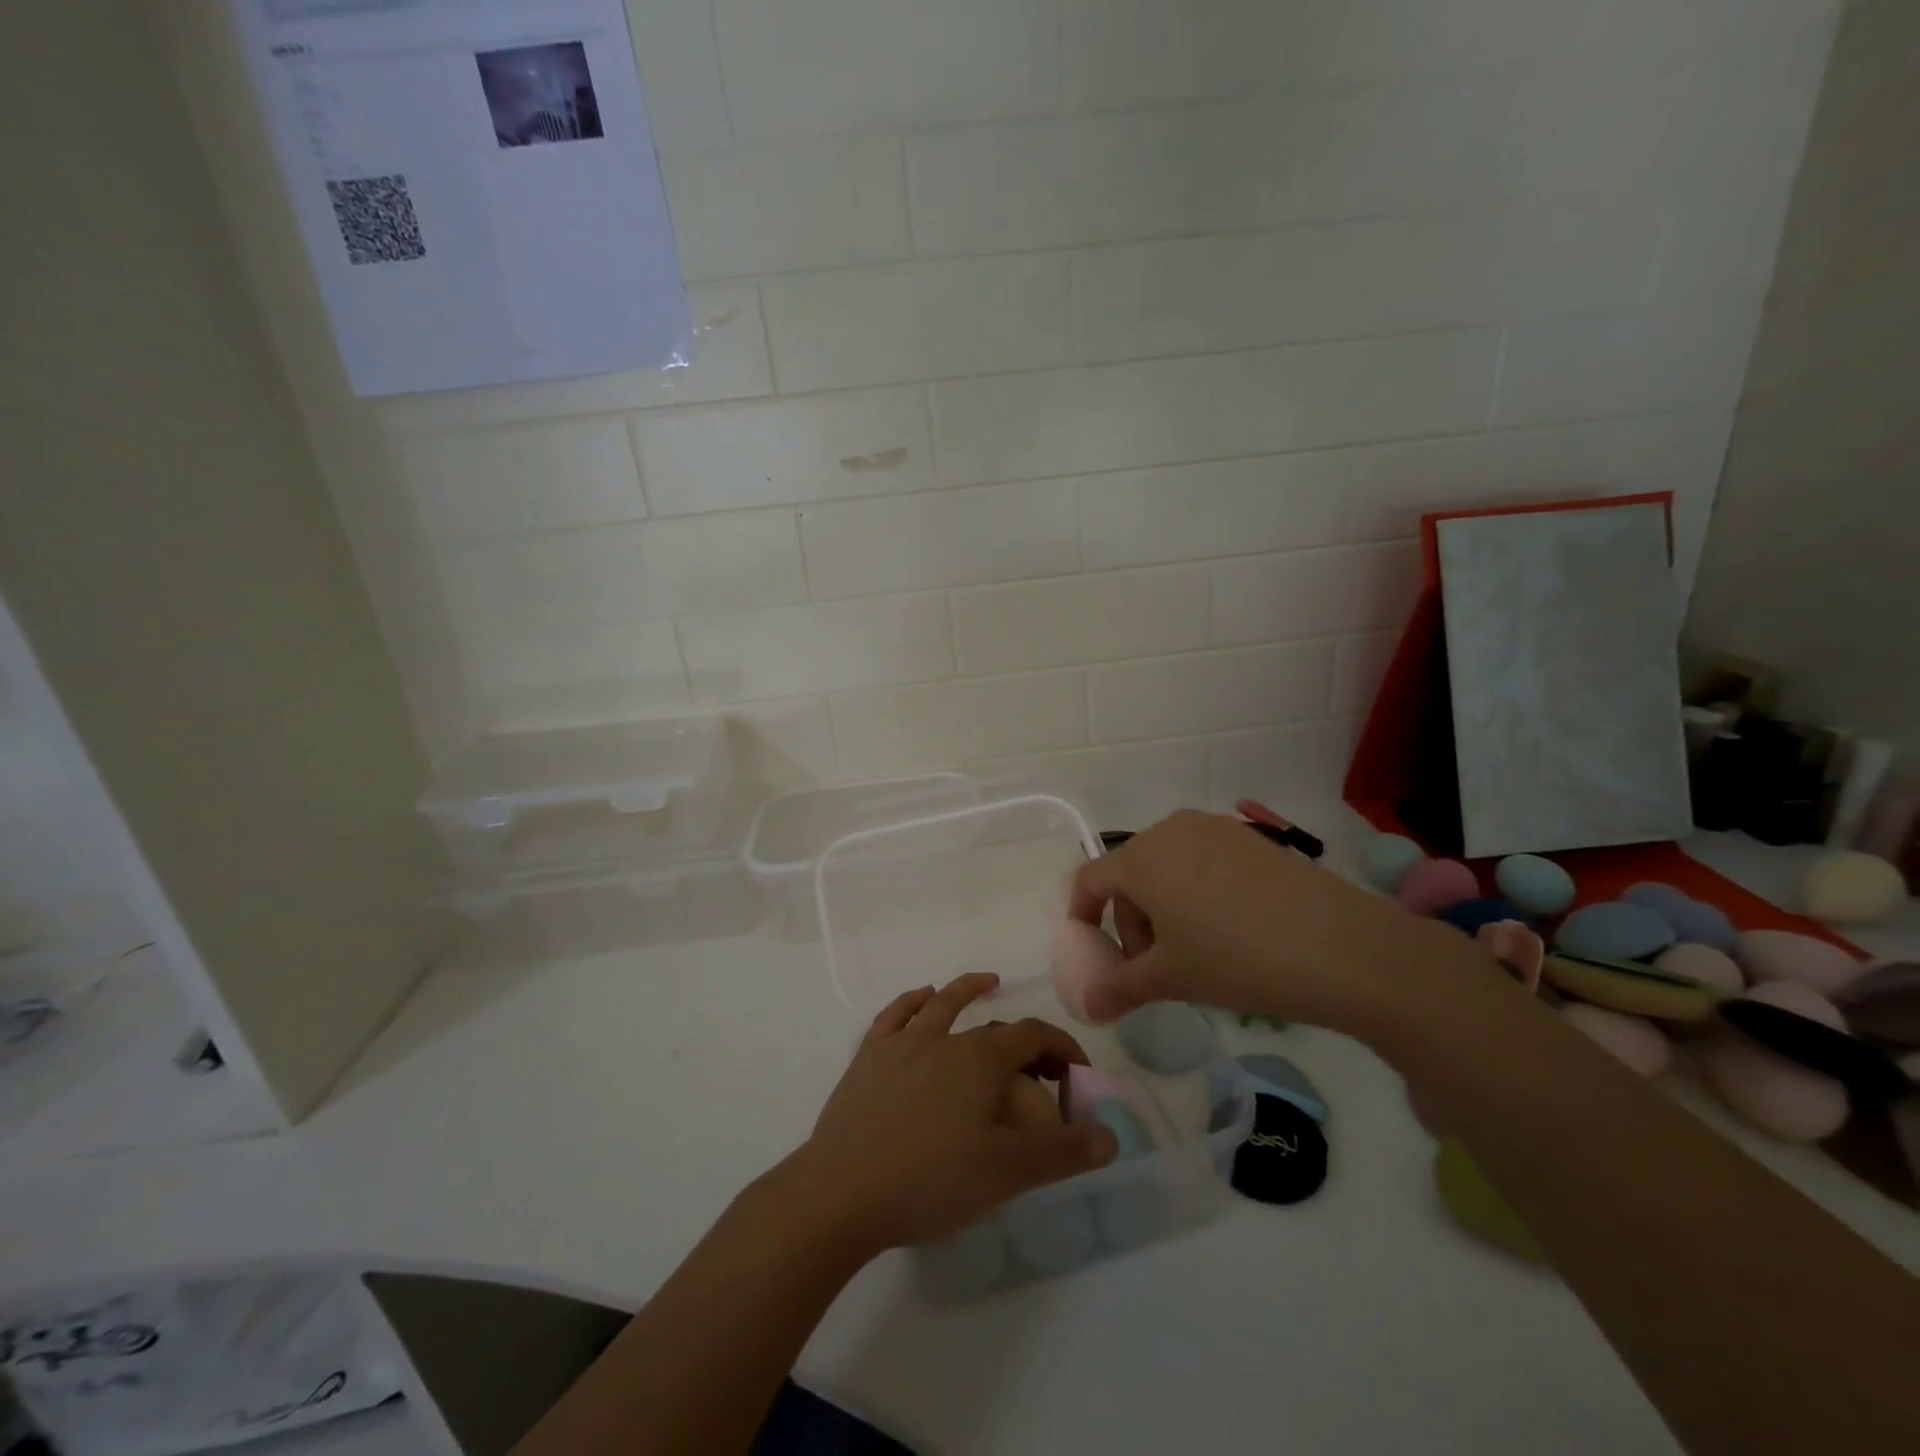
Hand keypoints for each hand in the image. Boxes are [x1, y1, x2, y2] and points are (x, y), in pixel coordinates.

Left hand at [786, 973, 1117, 1256]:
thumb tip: (1112, 1136)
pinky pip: (893, 1017)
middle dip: (1025, 1041)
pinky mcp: (868, 1059)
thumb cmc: (930, 1181)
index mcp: (980, 1060)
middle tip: (1042, 1069)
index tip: (1077, 1075)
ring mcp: (901, 1045)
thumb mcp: (1006, 1173)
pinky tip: (920, 1000)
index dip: (1062, 1048)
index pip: (1033, 1036)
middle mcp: (943, 1039)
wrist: (841, 1193)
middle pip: (993, 1028)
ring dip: (967, 990)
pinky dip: (911, 1002)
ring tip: (986, 982)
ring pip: (940, 1005)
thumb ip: (1062, 1153)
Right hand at [1067, 809, 1444, 1036]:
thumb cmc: (1237, 959)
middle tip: (1151, 965)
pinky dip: (1196, 892)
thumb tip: (1087, 1007)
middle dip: (1128, 921)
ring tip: (1193, 951)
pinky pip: (1202, 861)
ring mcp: (1214, 828)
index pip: (1089, 880)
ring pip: (1167, 867)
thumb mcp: (1171, 978)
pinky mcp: (1250, 837)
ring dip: (1163, 908)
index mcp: (1141, 858)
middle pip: (1129, 874)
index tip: (1091, 952)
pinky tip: (1229, 929)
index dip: (1080, 917)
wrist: (1342, 947)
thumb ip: (1119, 989)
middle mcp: (1170, 830)